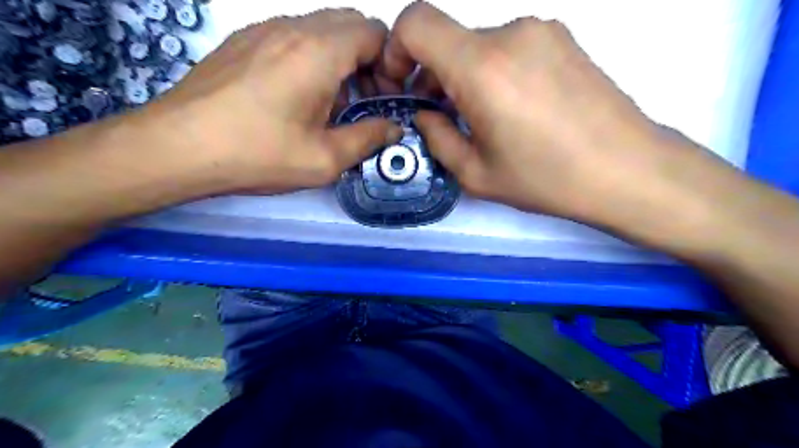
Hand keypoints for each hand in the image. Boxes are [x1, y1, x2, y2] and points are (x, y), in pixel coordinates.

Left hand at [145, 8, 402, 194]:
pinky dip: (311, 57)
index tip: (385, 97)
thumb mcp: (324, 159)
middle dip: (369, 58)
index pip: (375, 33)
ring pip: (321, 28)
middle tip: (364, 99)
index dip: (390, 63)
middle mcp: (293, 28)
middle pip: (350, 24)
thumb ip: (368, 139)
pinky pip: (292, 36)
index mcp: (319, 52)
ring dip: (340, 58)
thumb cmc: (258, 154)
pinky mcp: (243, 40)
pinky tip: (298, 95)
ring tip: (332, 102)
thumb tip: (394, 129)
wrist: (177, 147)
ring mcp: (263, 29)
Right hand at [378, 0, 721, 230]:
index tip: (404, 83)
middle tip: (443, 115)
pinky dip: (494, 71)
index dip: (396, 48)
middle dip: (433, 73)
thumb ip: (437, 137)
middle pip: (448, 38)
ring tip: (482, 118)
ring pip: (478, 45)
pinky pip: (509, 46)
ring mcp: (541, 31)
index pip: (415, 22)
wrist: (628, 169)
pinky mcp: (562, 38)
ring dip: (465, 75)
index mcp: (481, 68)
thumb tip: (425, 114)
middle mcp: (510, 33)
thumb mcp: (475, 174)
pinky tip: (513, 108)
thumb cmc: (546, 179)